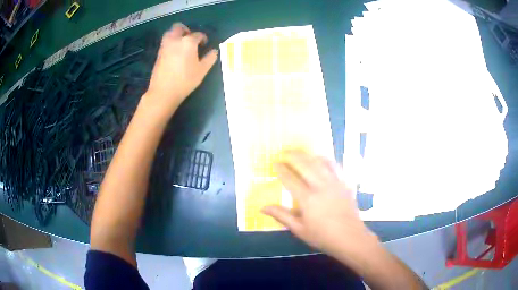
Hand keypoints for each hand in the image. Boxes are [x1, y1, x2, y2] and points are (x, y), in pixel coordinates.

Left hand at [143, 23, 217, 117]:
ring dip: (176, 34)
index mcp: (188, 42)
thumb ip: (210, 58)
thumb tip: (214, 51)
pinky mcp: (158, 54)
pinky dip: (170, 42)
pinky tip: (175, 52)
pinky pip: (165, 42)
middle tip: (190, 39)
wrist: (163, 92)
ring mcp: (165, 46)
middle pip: (179, 27)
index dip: (203, 38)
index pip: (198, 35)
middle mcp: (175, 40)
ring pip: (169, 33)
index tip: (205, 44)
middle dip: (186, 30)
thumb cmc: (185, 80)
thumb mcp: (202, 70)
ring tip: (181, 44)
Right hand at [262, 150, 378, 259]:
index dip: (281, 170)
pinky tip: (322, 158)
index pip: (290, 179)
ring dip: (308, 155)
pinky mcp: (345, 183)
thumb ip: (281, 216)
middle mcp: (321, 186)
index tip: (275, 163)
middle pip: (305, 165)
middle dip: (293, 156)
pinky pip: (335, 166)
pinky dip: (326, 160)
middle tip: (284, 152)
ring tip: (300, 152)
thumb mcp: (299, 229)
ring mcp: (335, 183)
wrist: (350, 237)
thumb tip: (262, 208)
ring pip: (320, 162)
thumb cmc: (322, 236)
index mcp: (308, 199)